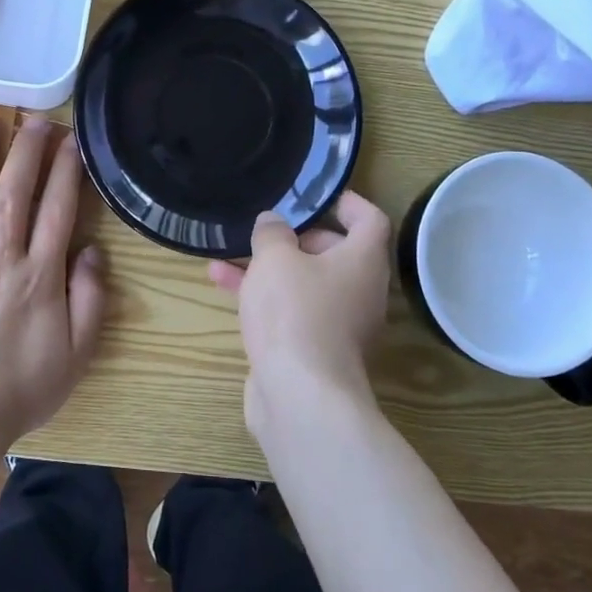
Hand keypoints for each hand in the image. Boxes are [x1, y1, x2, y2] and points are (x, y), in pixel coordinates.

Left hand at [0, 116, 106, 444]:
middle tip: (33, 119)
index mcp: (39, 278)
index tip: (70, 140)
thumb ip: (90, 300)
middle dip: (25, 152)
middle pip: (12, 194)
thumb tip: (91, 251)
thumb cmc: (22, 388)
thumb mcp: (77, 354)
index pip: (56, 211)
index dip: (65, 171)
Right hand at [208, 192, 390, 434]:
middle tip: (265, 231)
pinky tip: (222, 287)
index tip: (315, 195)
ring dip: (268, 269)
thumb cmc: (294, 312)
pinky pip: (289, 312)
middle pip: (335, 253)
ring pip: (304, 284)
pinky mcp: (312, 350)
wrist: (299, 396)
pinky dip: (262, 297)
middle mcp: (359, 291)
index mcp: (363, 261)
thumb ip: (272, 233)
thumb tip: (273, 223)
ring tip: (226, 256)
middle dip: (296, 238)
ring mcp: (337, 325)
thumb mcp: (275, 258)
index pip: (369, 219)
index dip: (345, 202)